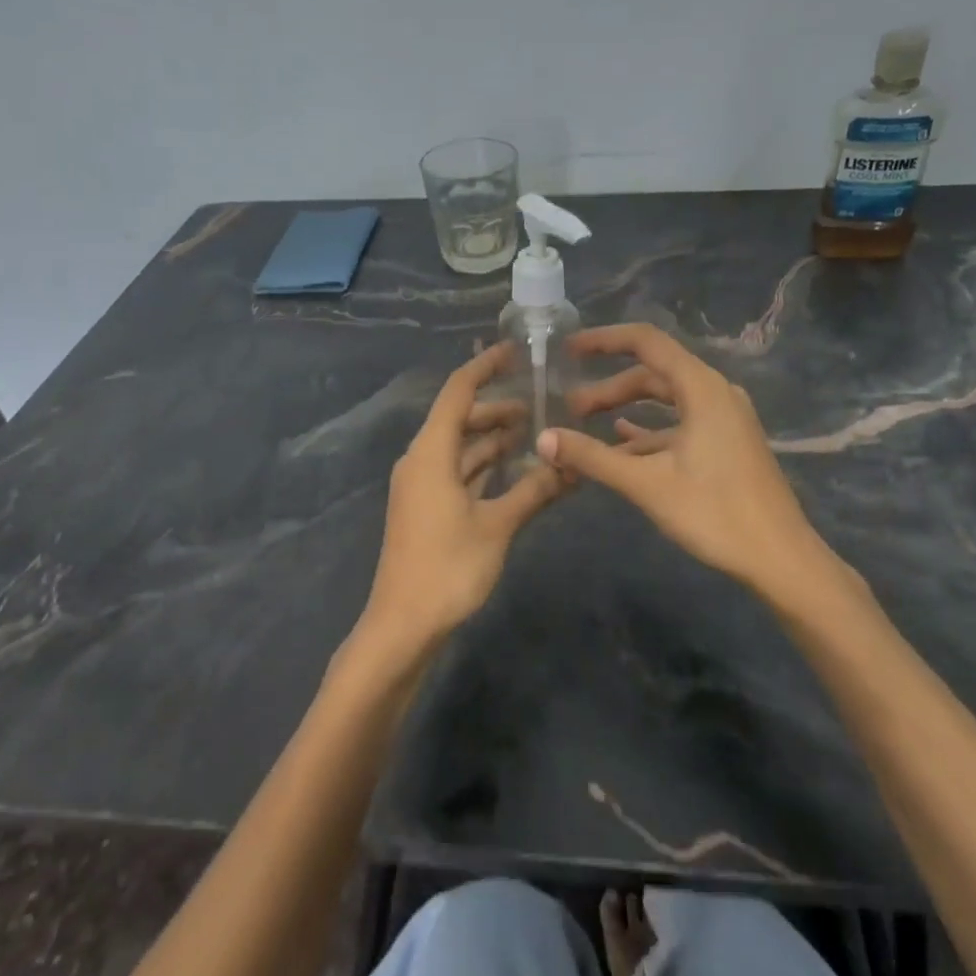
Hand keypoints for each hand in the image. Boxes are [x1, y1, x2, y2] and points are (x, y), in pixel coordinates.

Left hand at [353, 344, 567, 663]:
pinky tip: (514, 469)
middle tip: (541, 403)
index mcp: (430, 453)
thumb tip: (572, 464)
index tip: (516, 351)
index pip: (457, 392)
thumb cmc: (448, 568)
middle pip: (459, 419)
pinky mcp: (426, 508)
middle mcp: (421, 460)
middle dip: (497, 408)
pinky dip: (484, 466)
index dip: (485, 367)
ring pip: (460, 448)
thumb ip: (535, 490)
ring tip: (535, 432)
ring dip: (493, 439)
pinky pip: (458, 472)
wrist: (403, 625)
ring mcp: (422, 486)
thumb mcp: (497, 526)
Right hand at [537, 324, 849, 597]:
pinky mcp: (726, 442)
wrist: (780, 558)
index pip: (646, 342)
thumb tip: (543, 439)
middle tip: (569, 407)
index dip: (604, 340)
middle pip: (653, 373)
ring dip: (626, 409)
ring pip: (665, 400)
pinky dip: (648, 429)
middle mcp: (715, 393)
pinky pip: (679, 423)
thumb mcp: (646, 483)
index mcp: (701, 388)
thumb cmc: (715, 513)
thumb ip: (592, 457)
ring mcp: (724, 418)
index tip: (568, 349)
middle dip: (608, 386)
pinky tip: (620, 443)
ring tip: (585, 424)